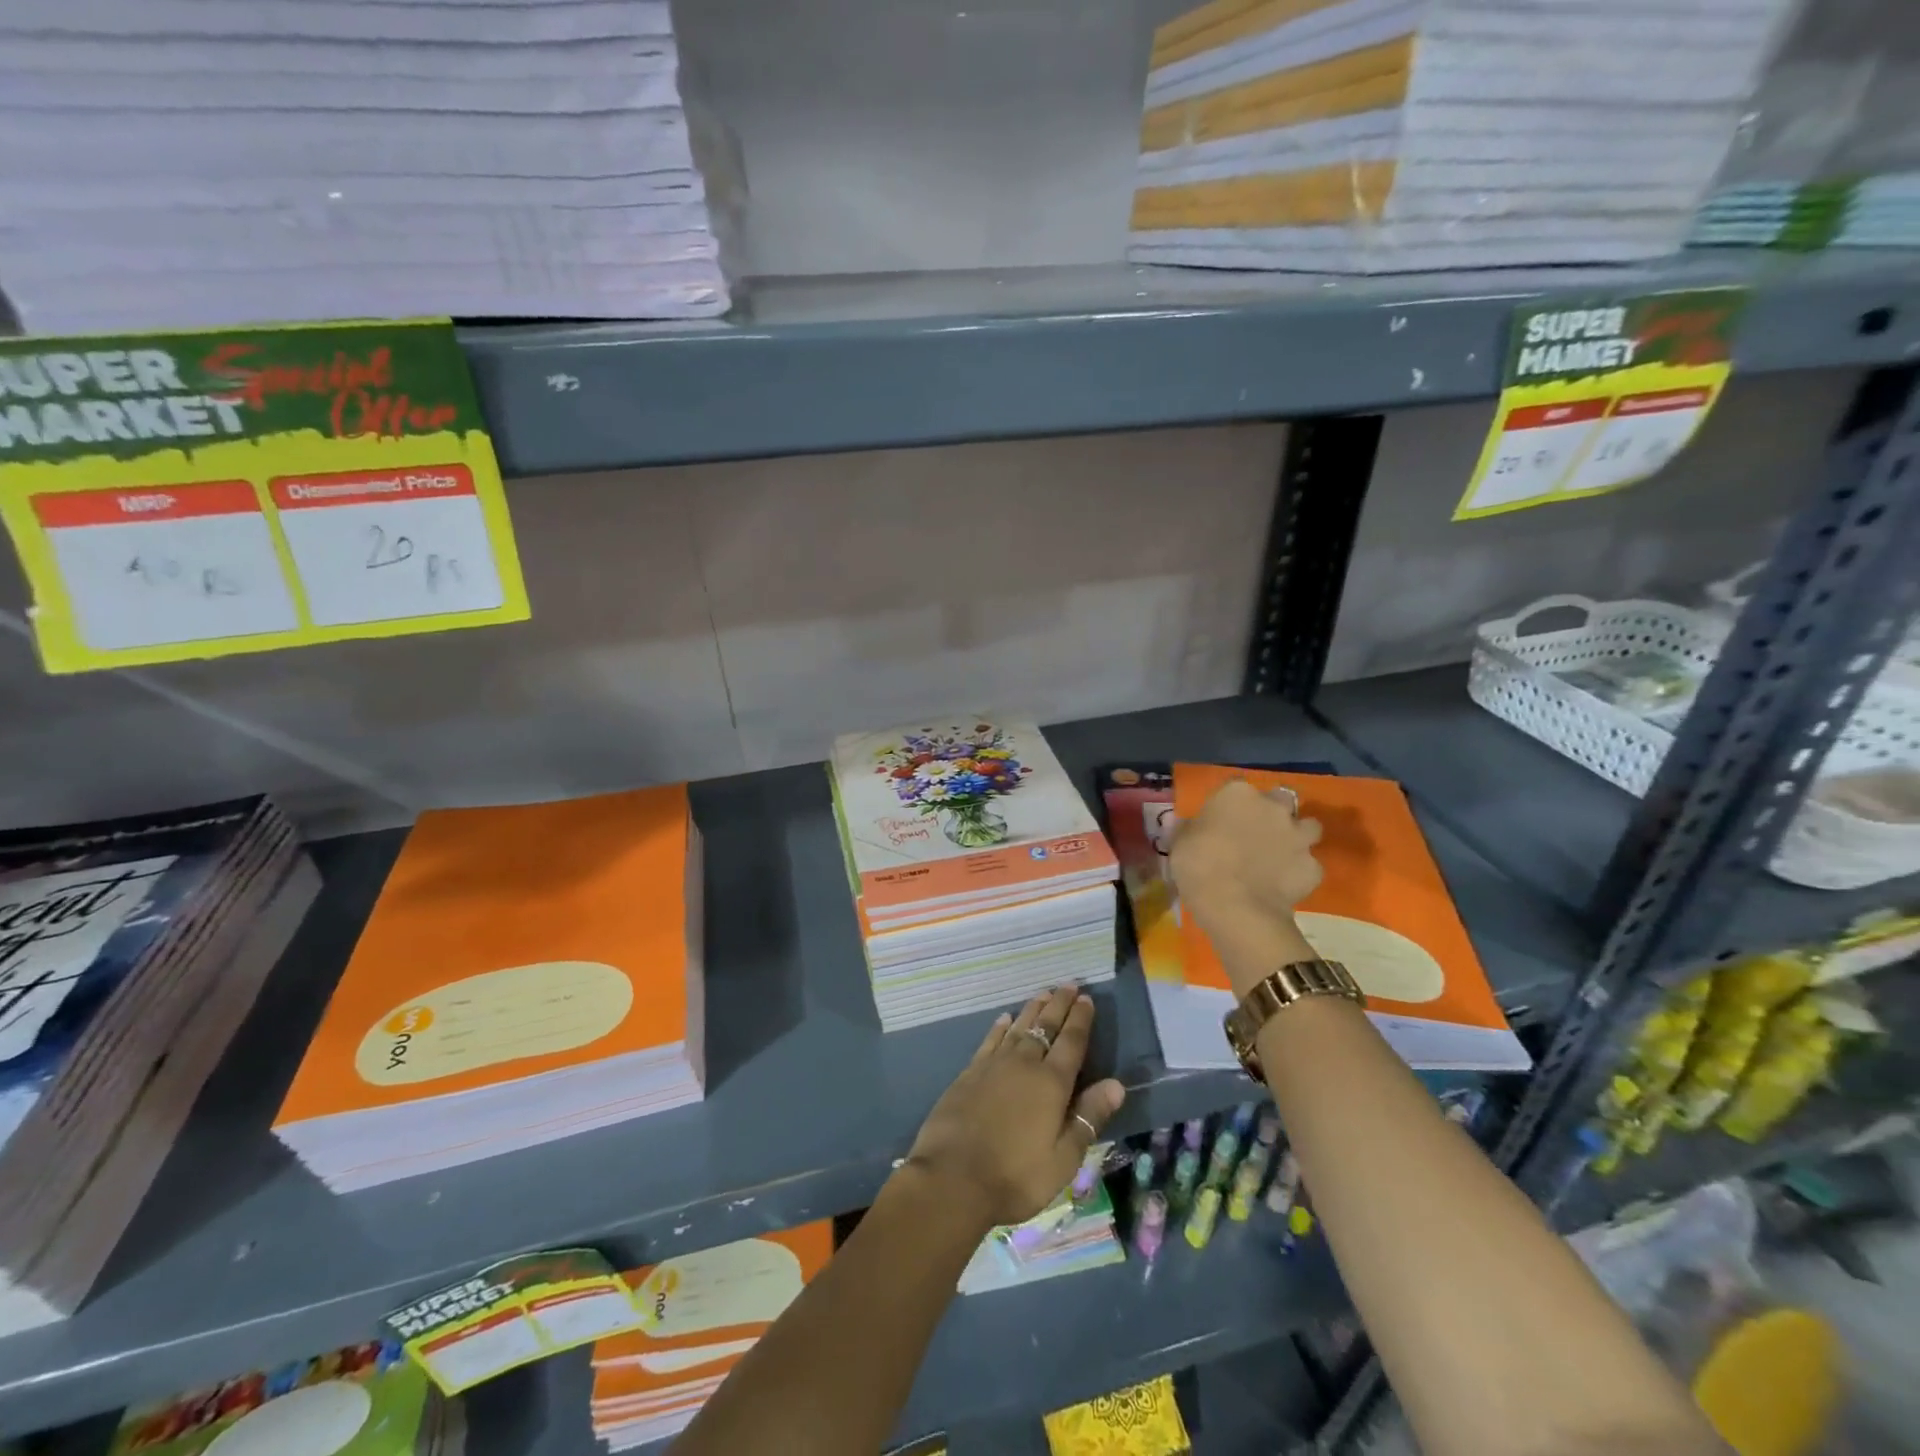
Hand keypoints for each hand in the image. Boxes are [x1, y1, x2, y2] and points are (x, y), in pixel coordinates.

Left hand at [904, 986, 1125, 1229]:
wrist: (952, 1178)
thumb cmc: (1016, 1176)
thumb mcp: (1063, 1158)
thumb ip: (1089, 1117)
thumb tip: (1116, 1084)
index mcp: (1052, 1083)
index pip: (1071, 1042)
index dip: (1080, 1019)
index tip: (1086, 998)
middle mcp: (1024, 1064)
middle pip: (1045, 1026)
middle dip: (1059, 1005)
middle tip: (1069, 985)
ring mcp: (994, 1065)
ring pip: (1018, 1027)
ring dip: (1033, 1009)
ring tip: (1043, 993)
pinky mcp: (970, 1073)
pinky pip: (991, 1039)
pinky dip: (1000, 1026)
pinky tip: (1005, 1018)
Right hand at [1170, 779, 1323, 997]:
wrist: (1236, 908)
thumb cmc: (1199, 867)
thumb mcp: (1180, 844)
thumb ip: (1189, 829)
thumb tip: (1189, 825)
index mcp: (1237, 794)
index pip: (1236, 786)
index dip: (1230, 804)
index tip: (1222, 820)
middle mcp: (1273, 807)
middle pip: (1280, 799)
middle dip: (1272, 812)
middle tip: (1256, 833)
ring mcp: (1298, 836)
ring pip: (1308, 827)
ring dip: (1297, 836)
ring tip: (1279, 855)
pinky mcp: (1314, 867)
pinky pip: (1309, 865)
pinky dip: (1299, 872)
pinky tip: (1283, 885)